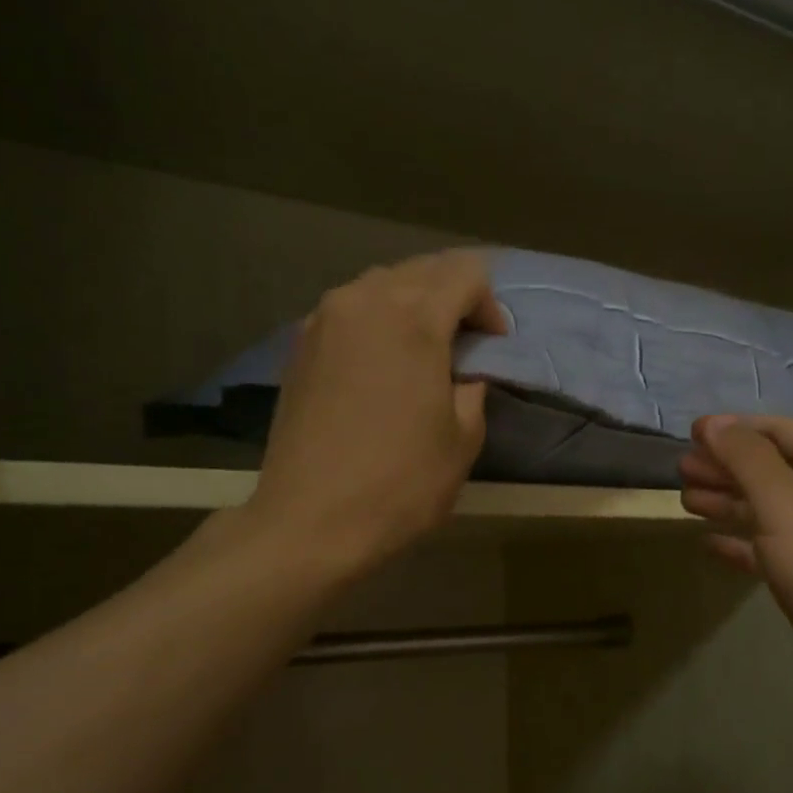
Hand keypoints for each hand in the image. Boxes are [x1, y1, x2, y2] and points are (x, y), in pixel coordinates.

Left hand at [242, 251, 507, 576]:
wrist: (308, 522)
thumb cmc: (399, 484)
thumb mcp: (462, 439)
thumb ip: (472, 388)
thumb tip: (464, 373)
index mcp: (413, 318)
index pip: (465, 272)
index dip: (489, 304)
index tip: (493, 345)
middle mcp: (364, 301)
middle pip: (421, 269)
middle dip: (452, 296)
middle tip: (465, 344)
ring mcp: (323, 319)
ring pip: (380, 285)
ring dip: (412, 304)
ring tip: (423, 350)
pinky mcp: (299, 345)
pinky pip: (349, 310)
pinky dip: (375, 321)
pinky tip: (380, 363)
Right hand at [680, 415, 792, 758]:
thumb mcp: (787, 506)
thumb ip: (747, 460)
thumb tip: (713, 422)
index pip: (782, 433)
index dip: (737, 428)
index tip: (690, 433)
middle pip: (772, 471)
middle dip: (727, 465)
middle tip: (681, 469)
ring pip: (767, 512)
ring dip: (728, 502)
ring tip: (686, 499)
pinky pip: (769, 554)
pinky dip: (739, 545)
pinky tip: (710, 545)